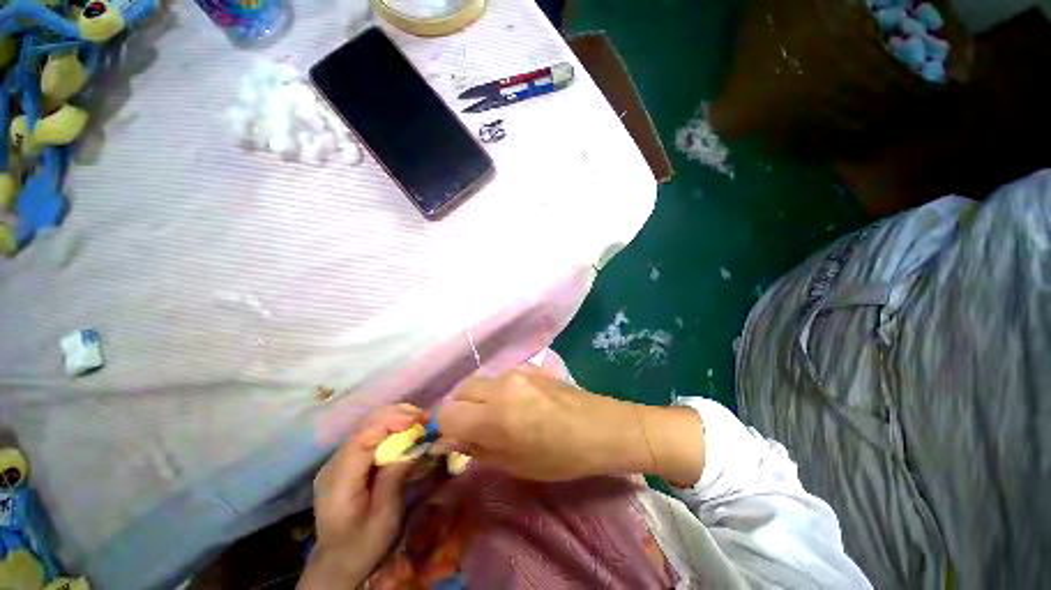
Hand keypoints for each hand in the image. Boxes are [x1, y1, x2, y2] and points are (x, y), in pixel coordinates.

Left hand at [298, 404, 427, 589]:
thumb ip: (396, 475)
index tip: (419, 419)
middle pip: (365, 425)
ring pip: (367, 426)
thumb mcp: (385, 514)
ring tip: (419, 423)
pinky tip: (404, 433)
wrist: (338, 563)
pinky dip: (389, 429)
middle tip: (425, 419)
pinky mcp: (345, 462)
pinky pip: (368, 436)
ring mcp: (337, 461)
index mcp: (339, 478)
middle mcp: (334, 462)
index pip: (363, 436)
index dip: (392, 420)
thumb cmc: (364, 543)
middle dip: (397, 415)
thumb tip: (415, 444)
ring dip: (395, 419)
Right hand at [437, 368, 705, 485]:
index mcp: (496, 414)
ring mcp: (516, 372)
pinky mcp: (529, 368)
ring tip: (497, 418)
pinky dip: (495, 392)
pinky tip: (516, 406)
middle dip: (459, 410)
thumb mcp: (516, 464)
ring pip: (479, 382)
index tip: (456, 440)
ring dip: (477, 400)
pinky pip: (499, 379)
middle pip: (460, 390)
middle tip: (474, 429)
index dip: (446, 428)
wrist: (601, 427)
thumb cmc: (562, 456)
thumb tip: (451, 439)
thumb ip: (478, 448)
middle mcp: (501, 385)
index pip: (447, 413)